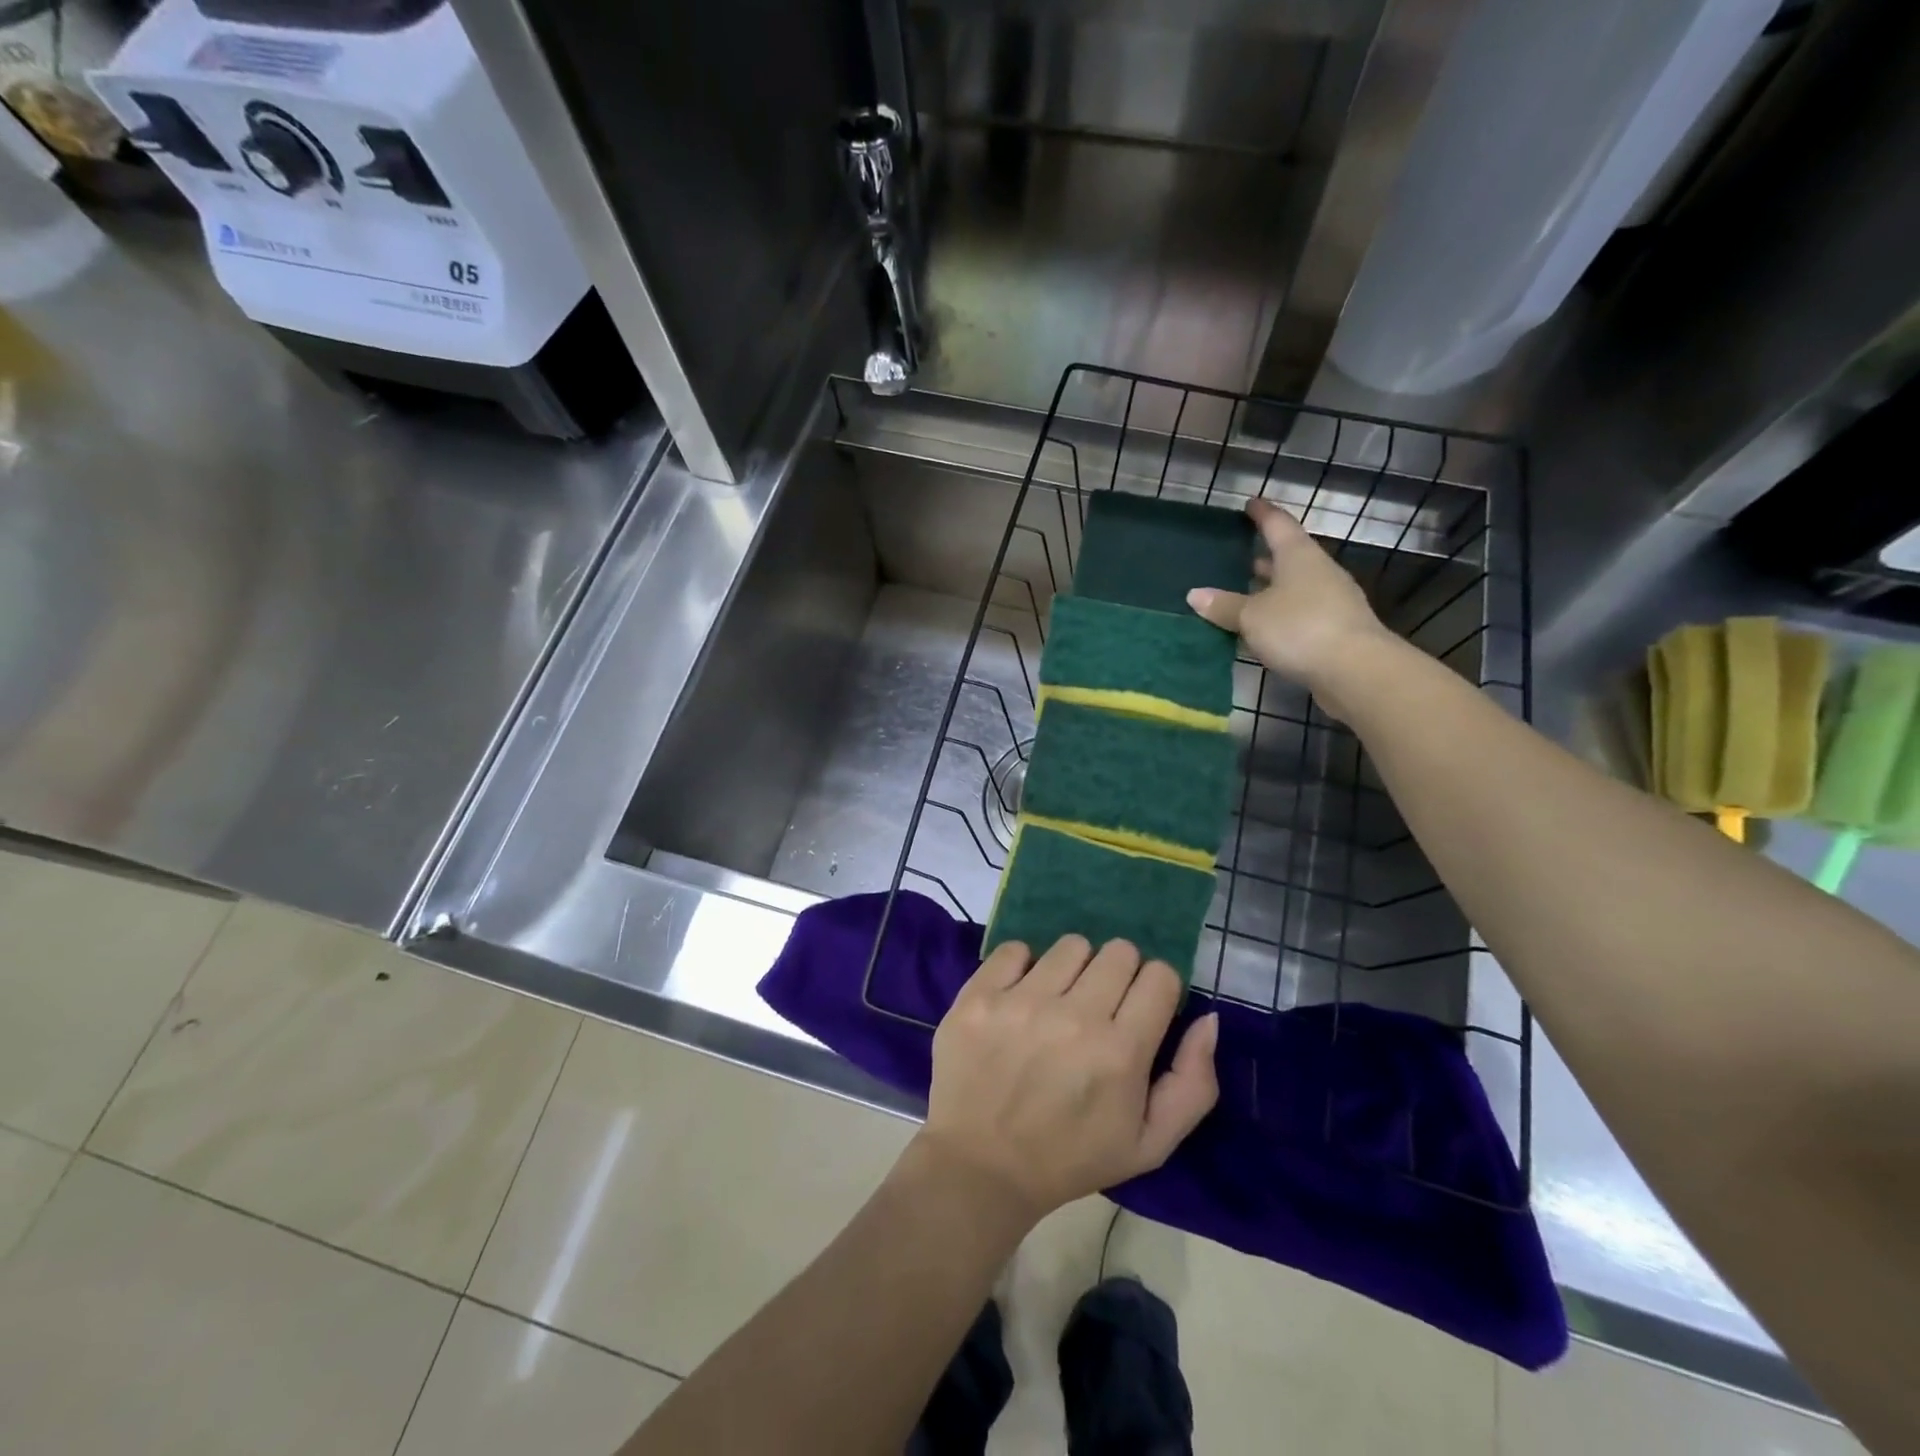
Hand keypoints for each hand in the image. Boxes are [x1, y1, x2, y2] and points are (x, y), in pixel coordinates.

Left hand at [916, 936, 1218, 1223]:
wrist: (981, 1167)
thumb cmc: (1071, 1157)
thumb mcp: (1150, 1144)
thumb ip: (1193, 1083)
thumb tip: (1207, 1019)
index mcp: (1120, 1052)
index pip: (1160, 975)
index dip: (1156, 989)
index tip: (1141, 1009)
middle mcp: (1073, 1017)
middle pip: (1118, 951)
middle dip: (1119, 974)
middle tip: (1100, 1006)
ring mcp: (1021, 1002)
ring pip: (1071, 945)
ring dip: (1074, 968)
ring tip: (1059, 1001)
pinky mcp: (979, 996)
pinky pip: (1015, 949)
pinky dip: (1023, 967)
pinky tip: (1020, 998)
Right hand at [1186, 498, 1389, 697]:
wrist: (1355, 669)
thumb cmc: (1299, 628)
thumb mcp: (1252, 616)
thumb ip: (1224, 605)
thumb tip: (1194, 594)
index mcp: (1298, 556)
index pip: (1278, 525)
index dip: (1262, 514)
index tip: (1250, 504)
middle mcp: (1318, 571)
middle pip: (1289, 556)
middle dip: (1265, 556)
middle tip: (1239, 555)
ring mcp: (1331, 600)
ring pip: (1295, 586)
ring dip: (1272, 587)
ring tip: (1245, 591)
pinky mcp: (1334, 628)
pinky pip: (1300, 612)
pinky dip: (1280, 613)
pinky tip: (1264, 626)